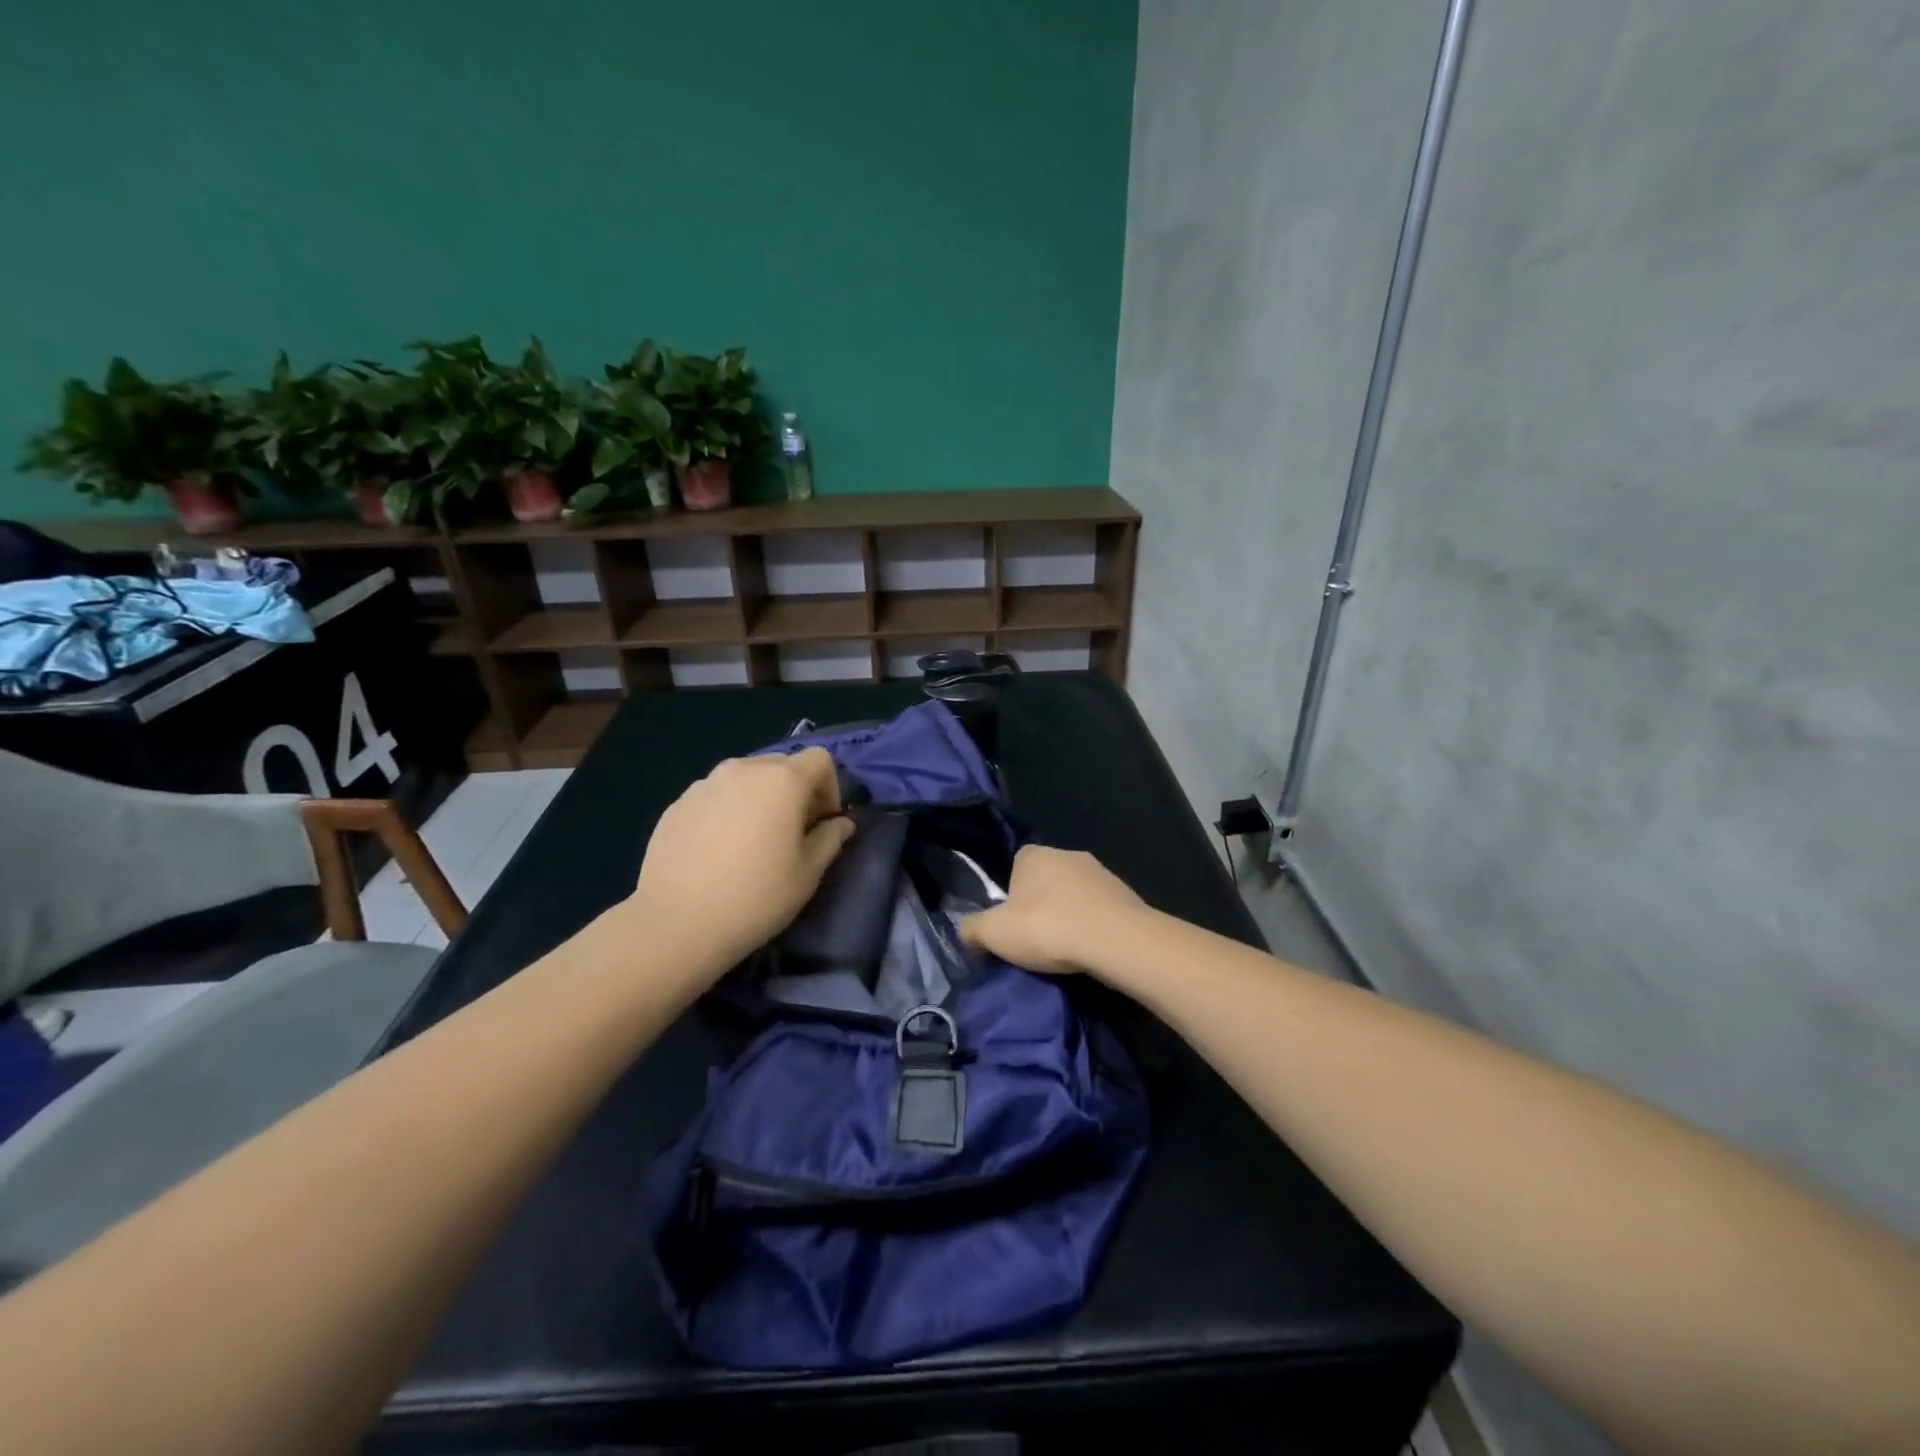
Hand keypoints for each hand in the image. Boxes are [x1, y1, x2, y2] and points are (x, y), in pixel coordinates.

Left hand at [630, 747, 856, 968]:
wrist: (677, 923)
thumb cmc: (756, 897)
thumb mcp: (808, 873)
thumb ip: (830, 839)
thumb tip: (841, 824)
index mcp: (782, 780)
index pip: (819, 759)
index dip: (830, 787)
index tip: (823, 823)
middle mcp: (743, 769)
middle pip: (782, 764)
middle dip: (795, 791)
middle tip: (792, 832)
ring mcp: (705, 784)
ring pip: (746, 778)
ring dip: (760, 798)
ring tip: (753, 840)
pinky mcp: (678, 804)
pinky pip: (716, 795)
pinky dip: (728, 810)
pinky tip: (719, 851)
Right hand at [959, 845, 1150, 975]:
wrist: (1116, 940)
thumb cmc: (1048, 928)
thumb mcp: (994, 934)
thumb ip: (972, 930)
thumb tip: (964, 932)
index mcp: (1033, 854)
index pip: (1014, 868)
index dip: (1010, 897)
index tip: (1011, 925)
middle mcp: (1066, 853)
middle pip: (1045, 881)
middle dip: (1040, 905)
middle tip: (1035, 939)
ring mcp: (1099, 872)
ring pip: (1074, 894)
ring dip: (1069, 915)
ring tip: (1065, 949)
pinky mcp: (1124, 893)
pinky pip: (1099, 909)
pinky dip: (1093, 925)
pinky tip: (1090, 949)